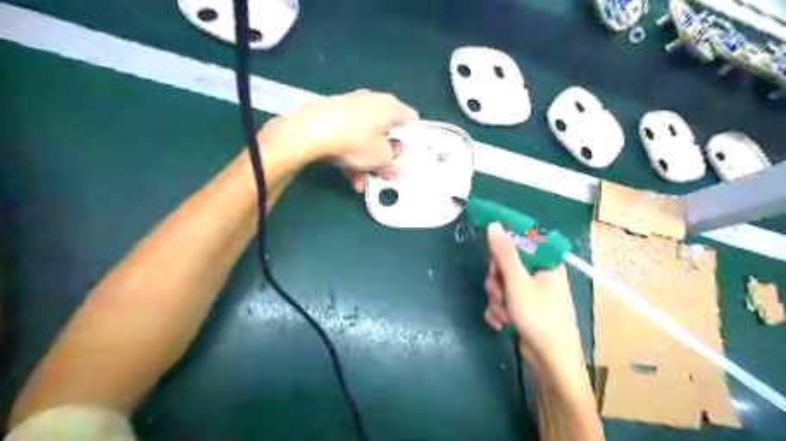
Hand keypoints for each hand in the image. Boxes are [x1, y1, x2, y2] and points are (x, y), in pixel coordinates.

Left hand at [259, 89, 417, 190]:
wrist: (311, 131)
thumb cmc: (356, 141)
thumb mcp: (379, 159)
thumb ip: (391, 165)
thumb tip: (395, 172)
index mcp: (390, 106)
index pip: (410, 118)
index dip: (412, 137)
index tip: (408, 153)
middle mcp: (372, 101)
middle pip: (385, 130)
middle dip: (384, 154)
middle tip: (384, 170)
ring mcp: (351, 106)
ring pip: (365, 137)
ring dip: (365, 161)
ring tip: (361, 182)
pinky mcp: (332, 114)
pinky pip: (348, 136)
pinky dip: (350, 154)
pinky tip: (348, 176)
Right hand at [486, 222, 582, 362]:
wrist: (551, 362)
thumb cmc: (539, 317)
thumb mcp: (517, 282)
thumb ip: (504, 253)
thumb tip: (495, 224)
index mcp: (546, 264)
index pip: (520, 242)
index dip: (503, 250)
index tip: (493, 262)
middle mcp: (540, 275)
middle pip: (506, 265)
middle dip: (496, 282)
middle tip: (498, 294)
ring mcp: (531, 293)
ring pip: (501, 284)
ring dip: (496, 300)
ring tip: (503, 314)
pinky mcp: (523, 309)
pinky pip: (503, 300)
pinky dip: (499, 311)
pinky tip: (501, 323)